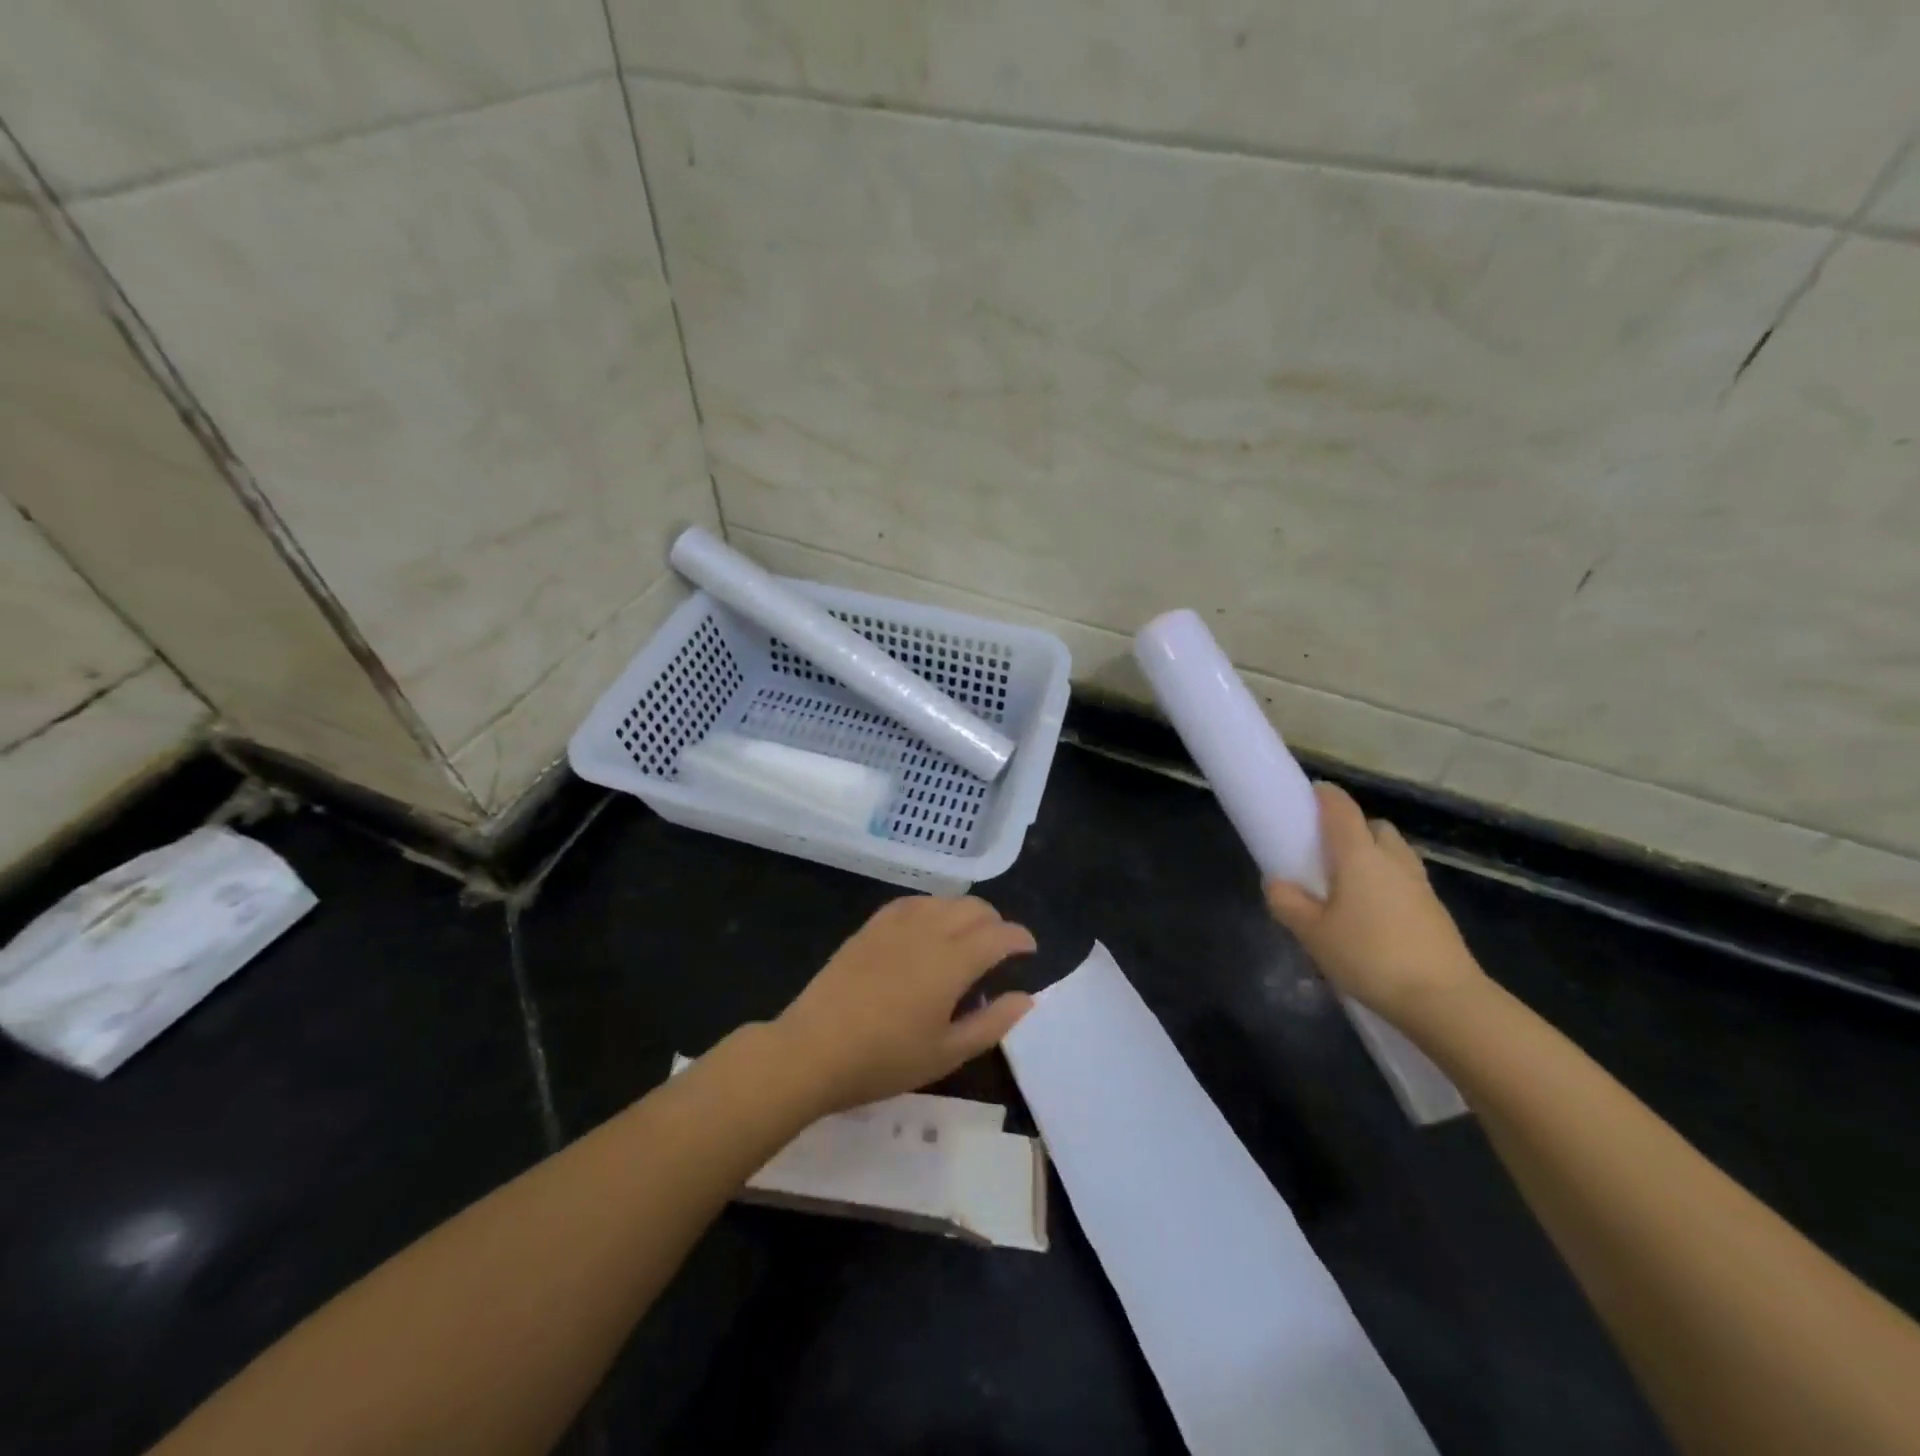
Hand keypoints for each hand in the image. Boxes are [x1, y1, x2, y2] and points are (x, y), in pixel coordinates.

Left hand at [773, 895, 1036, 1113]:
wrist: (812, 1050)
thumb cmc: (884, 1059)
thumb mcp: (946, 1053)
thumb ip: (992, 1023)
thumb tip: (1027, 998)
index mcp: (951, 962)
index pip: (998, 935)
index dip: (1020, 938)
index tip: (1029, 950)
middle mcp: (928, 931)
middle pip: (973, 908)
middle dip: (996, 922)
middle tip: (1000, 948)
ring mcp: (895, 924)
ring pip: (943, 900)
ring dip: (965, 912)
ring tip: (967, 938)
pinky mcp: (870, 927)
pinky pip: (912, 902)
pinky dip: (933, 907)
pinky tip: (929, 927)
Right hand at [1265, 783, 1484, 1025]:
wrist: (1444, 1001)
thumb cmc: (1369, 957)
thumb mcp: (1312, 934)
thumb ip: (1288, 903)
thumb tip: (1276, 883)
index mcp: (1359, 856)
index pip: (1341, 809)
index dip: (1325, 796)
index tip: (1309, 795)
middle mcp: (1392, 861)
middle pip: (1375, 828)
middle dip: (1353, 830)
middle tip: (1327, 854)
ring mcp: (1420, 886)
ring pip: (1394, 855)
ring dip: (1373, 858)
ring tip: (1349, 889)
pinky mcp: (1436, 913)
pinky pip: (1406, 883)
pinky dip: (1388, 887)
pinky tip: (1372, 918)